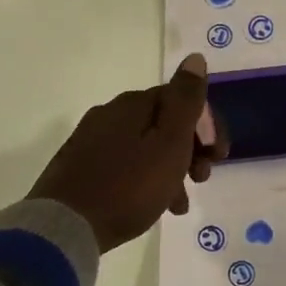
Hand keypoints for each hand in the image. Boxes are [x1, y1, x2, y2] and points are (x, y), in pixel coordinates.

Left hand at [28, 55, 227, 251]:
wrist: (65, 227)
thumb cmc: (129, 185)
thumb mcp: (170, 142)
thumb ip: (186, 100)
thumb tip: (195, 58)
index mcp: (134, 104)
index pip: (182, 99)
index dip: (207, 125)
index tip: (220, 156)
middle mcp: (110, 113)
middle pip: (164, 123)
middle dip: (191, 149)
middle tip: (203, 178)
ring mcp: (91, 140)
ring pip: (146, 148)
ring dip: (171, 170)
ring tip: (180, 204)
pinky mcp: (79, 167)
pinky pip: (125, 166)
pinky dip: (146, 180)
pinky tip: (152, 207)